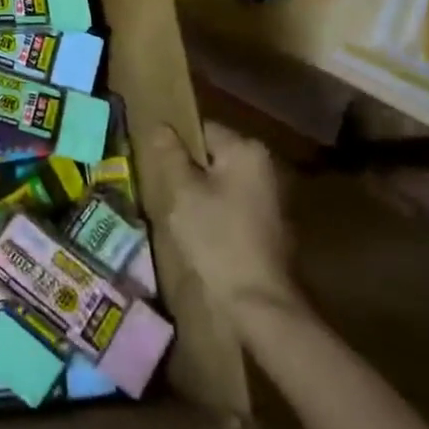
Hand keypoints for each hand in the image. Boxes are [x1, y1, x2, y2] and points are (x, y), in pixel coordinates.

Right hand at [151, 122, 312, 339]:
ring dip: (202, 193)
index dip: (175, 145)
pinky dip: (217, 213)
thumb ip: (170, 155)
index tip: (156, 166)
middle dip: (188, 170)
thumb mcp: (183, 193)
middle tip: (163, 191)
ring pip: (223, 182)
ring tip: (177, 213)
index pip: (202, 129)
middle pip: (214, 156)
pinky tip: (200, 233)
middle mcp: (266, 166)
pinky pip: (235, 205)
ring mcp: (273, 197)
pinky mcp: (272, 225)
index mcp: (247, 150)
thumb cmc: (216, 238)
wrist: (257, 302)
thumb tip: (161, 126)